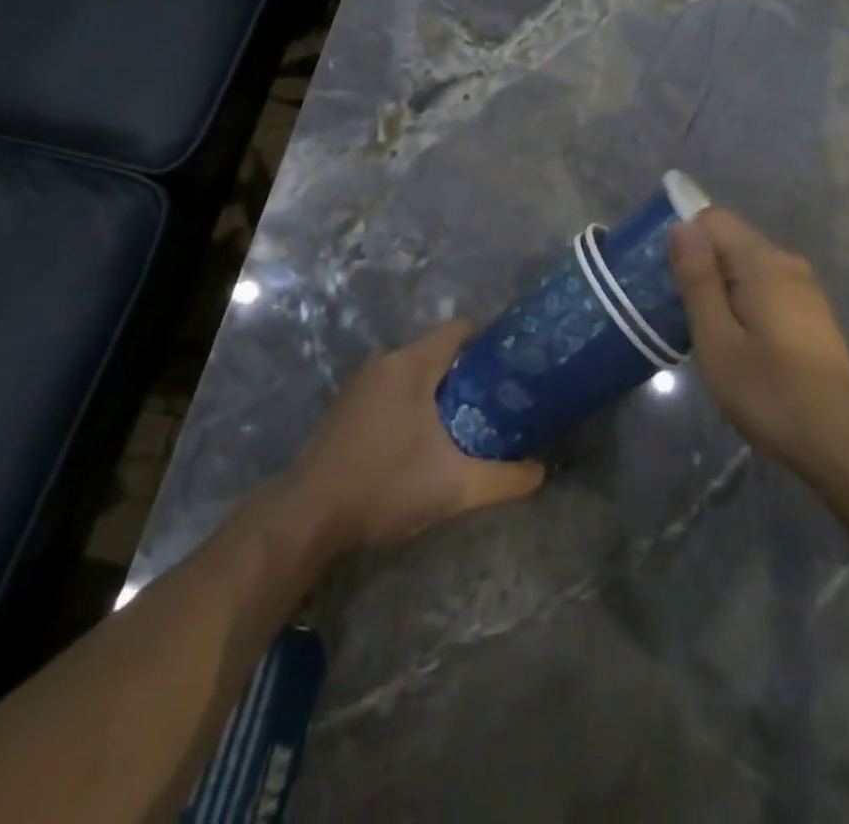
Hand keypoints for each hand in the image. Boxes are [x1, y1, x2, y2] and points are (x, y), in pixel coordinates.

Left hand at [280, 321, 543, 557]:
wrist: (306, 518)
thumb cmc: (383, 487)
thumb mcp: (453, 487)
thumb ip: (503, 479)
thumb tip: (542, 473)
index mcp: (411, 365)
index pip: (460, 330)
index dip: (491, 341)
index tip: (514, 364)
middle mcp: (386, 362)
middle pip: (440, 351)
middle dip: (471, 371)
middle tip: (500, 398)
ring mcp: (362, 383)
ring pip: (416, 370)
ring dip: (442, 388)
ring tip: (471, 417)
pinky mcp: (349, 405)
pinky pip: (395, 386)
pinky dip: (416, 400)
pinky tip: (427, 436)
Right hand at [669, 208, 848, 475]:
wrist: (844, 440)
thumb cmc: (770, 391)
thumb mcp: (717, 340)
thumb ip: (698, 280)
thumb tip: (681, 226)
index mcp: (763, 261)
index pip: (713, 219)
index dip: (685, 241)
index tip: (669, 282)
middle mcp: (787, 262)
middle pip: (731, 241)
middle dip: (702, 267)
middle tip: (682, 315)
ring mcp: (805, 287)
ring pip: (748, 266)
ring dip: (722, 289)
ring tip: (707, 334)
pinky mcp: (812, 311)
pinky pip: (766, 287)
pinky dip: (744, 302)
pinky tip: (739, 344)